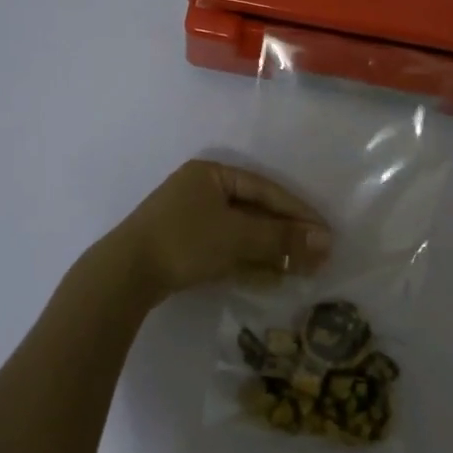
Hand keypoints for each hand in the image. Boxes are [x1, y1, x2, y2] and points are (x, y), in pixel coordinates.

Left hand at [114, 159, 332, 298]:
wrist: (125, 274)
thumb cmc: (184, 241)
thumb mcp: (237, 236)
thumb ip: (282, 238)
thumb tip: (327, 241)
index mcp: (212, 174)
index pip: (266, 189)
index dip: (298, 212)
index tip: (325, 233)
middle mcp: (202, 190)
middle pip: (255, 211)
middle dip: (286, 234)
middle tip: (318, 255)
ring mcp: (192, 219)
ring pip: (242, 233)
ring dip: (271, 251)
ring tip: (302, 270)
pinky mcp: (185, 247)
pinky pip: (226, 249)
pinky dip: (249, 262)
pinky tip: (274, 278)